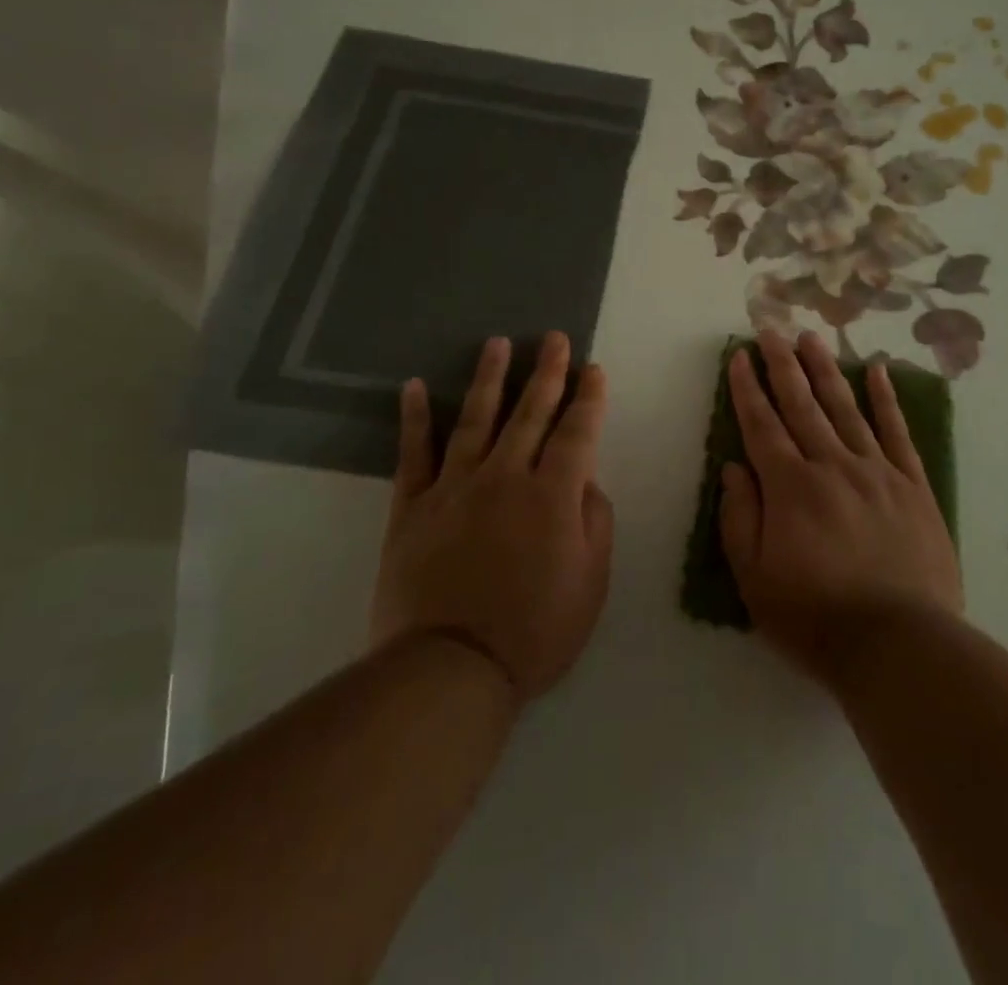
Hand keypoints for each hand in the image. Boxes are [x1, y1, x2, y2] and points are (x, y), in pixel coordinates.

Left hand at [372, 333, 613, 701]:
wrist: (450, 670)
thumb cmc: (535, 631)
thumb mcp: (591, 581)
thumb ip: (595, 521)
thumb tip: (585, 481)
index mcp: (553, 494)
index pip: (577, 431)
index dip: (589, 398)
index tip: (594, 370)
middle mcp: (506, 476)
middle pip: (530, 412)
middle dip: (547, 372)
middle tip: (553, 338)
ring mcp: (455, 487)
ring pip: (476, 419)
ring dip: (490, 378)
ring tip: (497, 343)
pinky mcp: (413, 507)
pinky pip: (414, 454)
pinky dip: (415, 418)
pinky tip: (416, 387)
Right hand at [719, 329, 962, 686]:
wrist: (899, 645)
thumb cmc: (816, 618)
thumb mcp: (755, 580)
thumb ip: (739, 519)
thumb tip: (733, 468)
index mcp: (790, 487)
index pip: (762, 425)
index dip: (747, 389)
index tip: (739, 356)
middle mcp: (831, 465)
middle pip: (802, 404)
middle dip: (783, 364)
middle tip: (772, 328)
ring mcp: (876, 471)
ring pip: (845, 407)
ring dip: (826, 369)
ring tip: (812, 337)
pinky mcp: (912, 485)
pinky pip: (896, 432)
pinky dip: (886, 399)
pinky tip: (878, 369)